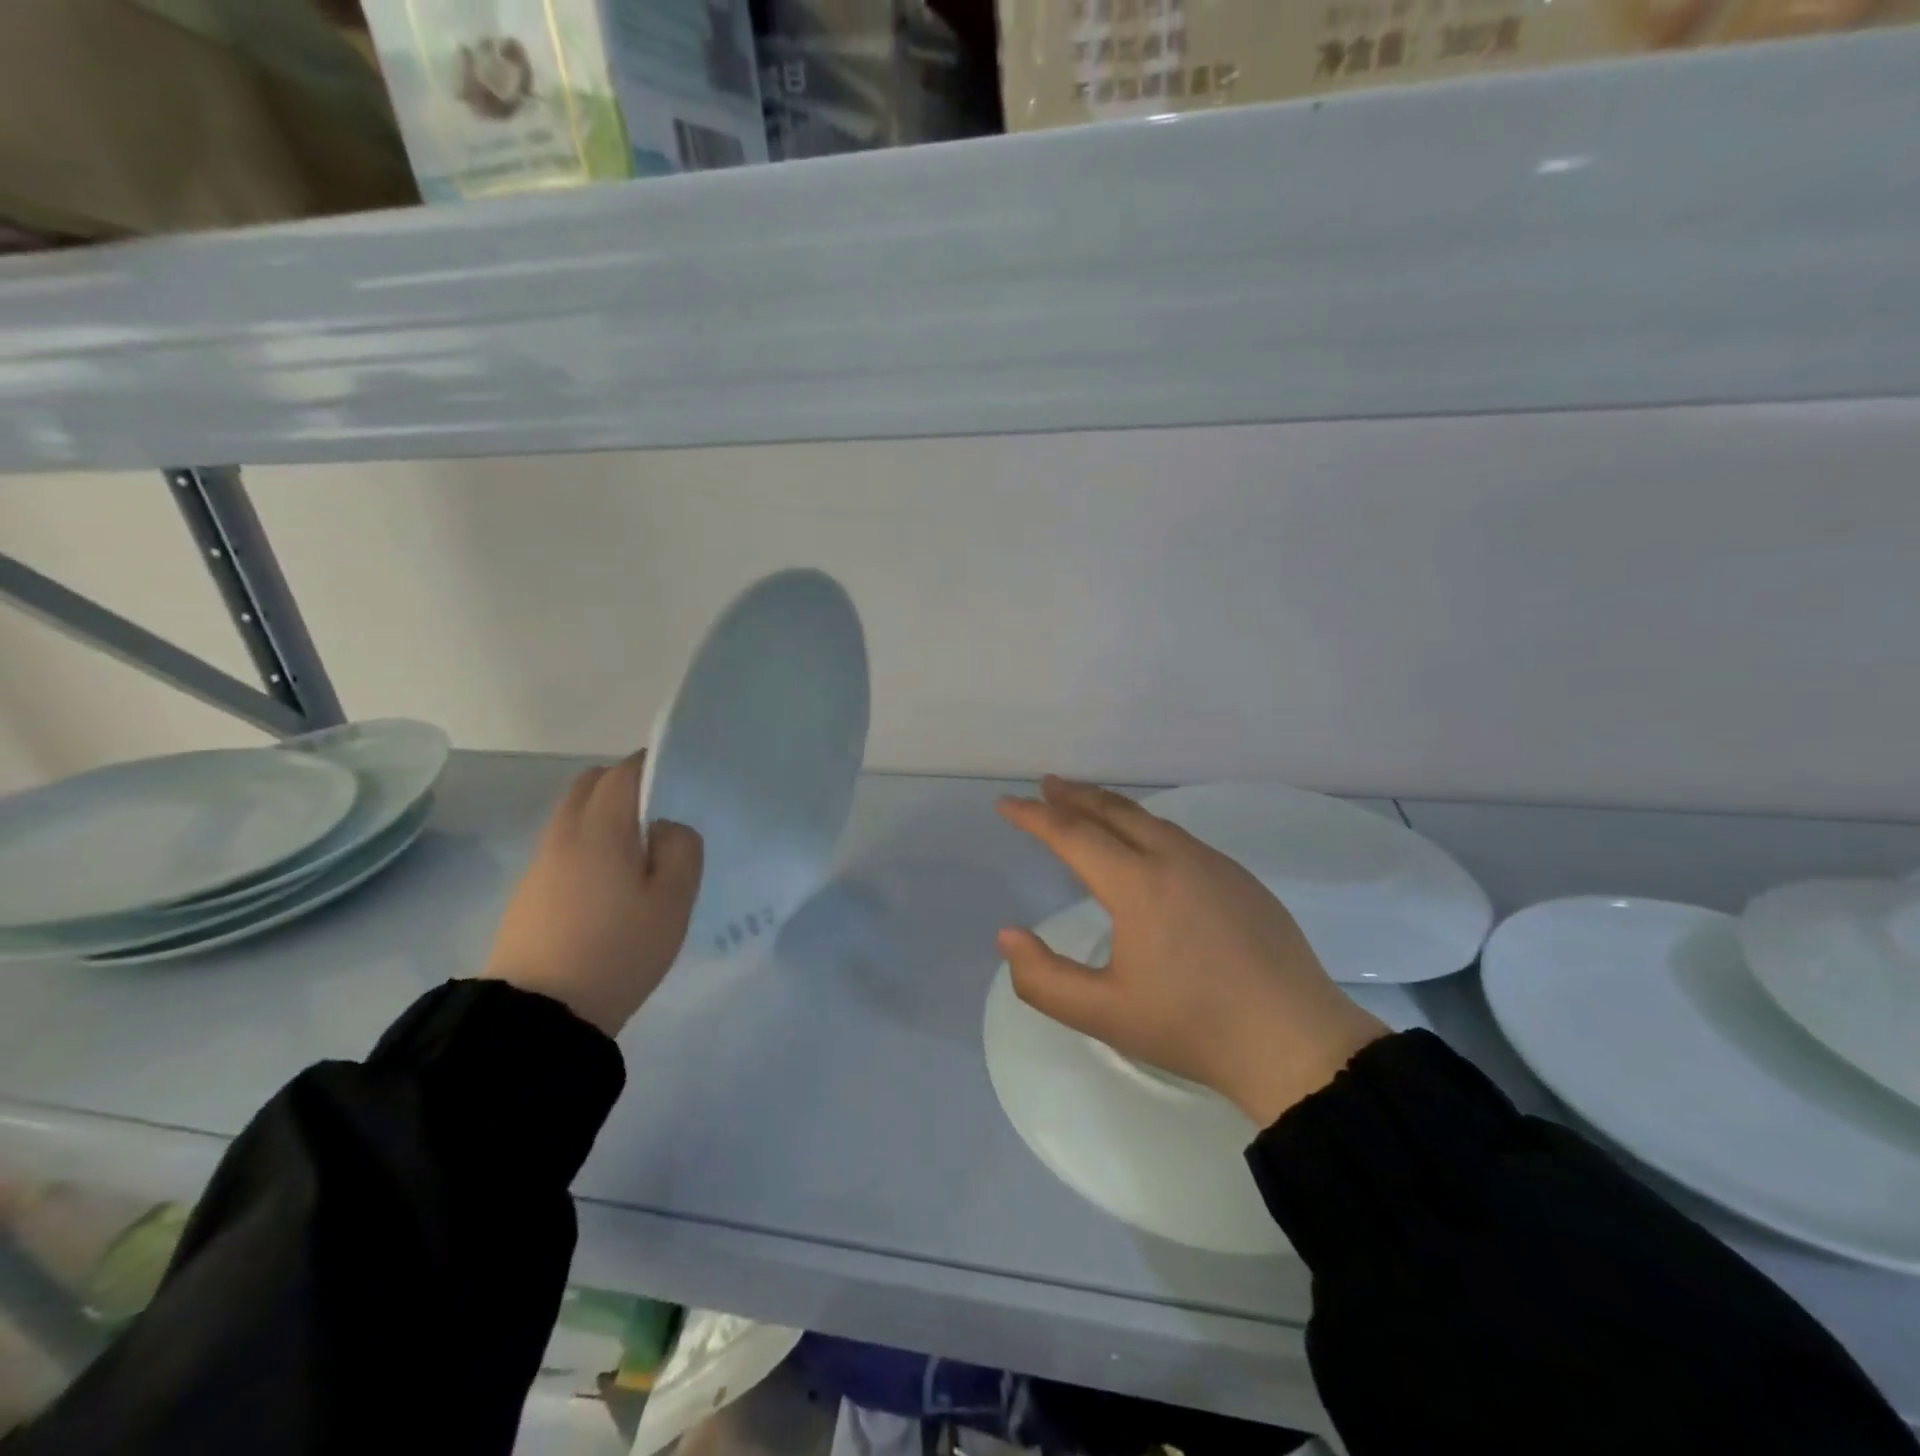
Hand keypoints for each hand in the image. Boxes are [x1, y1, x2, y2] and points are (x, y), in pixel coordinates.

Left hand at [482, 751, 702, 1037]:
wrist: (539, 1015)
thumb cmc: (618, 951)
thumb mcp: (672, 901)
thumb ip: (681, 850)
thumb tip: (666, 826)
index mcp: (601, 829)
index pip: (623, 772)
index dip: (651, 763)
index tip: (678, 774)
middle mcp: (564, 834)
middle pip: (589, 784)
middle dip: (622, 782)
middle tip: (659, 809)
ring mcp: (540, 863)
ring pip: (572, 814)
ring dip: (603, 813)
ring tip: (638, 847)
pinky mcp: (528, 892)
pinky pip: (562, 844)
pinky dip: (587, 840)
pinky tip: (608, 878)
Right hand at [995, 777, 1388, 1126]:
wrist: (1295, 1042)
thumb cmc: (1193, 1028)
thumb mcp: (1104, 1014)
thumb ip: (1043, 978)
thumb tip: (1009, 935)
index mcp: (1138, 884)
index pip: (1072, 834)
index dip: (1034, 816)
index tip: (1005, 804)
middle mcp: (1175, 858)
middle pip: (1113, 811)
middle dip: (1074, 796)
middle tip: (1046, 786)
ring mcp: (1214, 864)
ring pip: (1151, 819)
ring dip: (1111, 807)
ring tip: (1087, 807)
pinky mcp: (1241, 878)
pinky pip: (1179, 837)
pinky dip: (1145, 826)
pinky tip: (1145, 845)